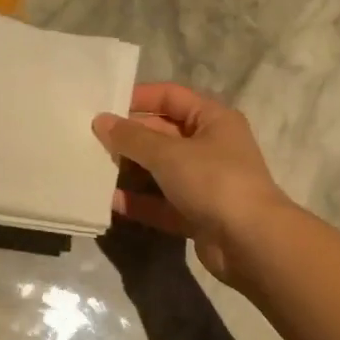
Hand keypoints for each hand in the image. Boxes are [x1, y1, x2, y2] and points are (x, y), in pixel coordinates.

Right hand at [91, 83, 289, 283]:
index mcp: (213, 120)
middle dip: (129, 137)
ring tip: (94, 168)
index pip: (171, 97)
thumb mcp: (168, 153)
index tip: (104, 105)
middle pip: (163, 134)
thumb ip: (131, 138)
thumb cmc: (213, 181)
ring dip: (131, 170)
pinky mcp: (197, 215)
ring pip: (160, 171)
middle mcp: (211, 147)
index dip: (139, 98)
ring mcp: (205, 183)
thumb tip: (101, 120)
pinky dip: (139, 202)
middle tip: (90, 139)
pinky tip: (110, 201)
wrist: (250, 241)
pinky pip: (161, 203)